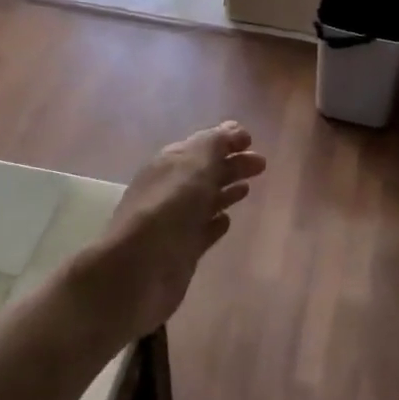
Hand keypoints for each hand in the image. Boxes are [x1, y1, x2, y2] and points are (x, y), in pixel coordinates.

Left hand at [83, 121, 266, 341]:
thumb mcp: (193, 165)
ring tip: (248, 188)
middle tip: (261, 165)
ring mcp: (176, 221)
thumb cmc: (168, 209)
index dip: (225, 140)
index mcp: (170, 163)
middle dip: (232, 164)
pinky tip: (227, 221)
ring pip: (206, 200)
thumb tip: (233, 128)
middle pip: (206, 171)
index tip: (251, 140)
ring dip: (226, 191)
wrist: (137, 270)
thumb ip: (215, 144)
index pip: (202, 145)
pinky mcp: (182, 251)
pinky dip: (216, 223)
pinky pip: (203, 231)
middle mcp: (171, 189)